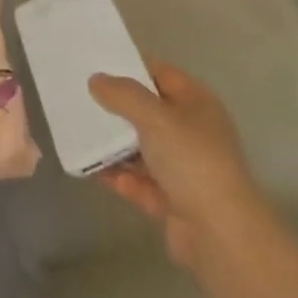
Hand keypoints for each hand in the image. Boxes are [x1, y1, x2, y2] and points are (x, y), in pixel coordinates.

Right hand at [88, 60, 265, 273]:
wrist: (220, 235)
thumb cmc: (192, 161)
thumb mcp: (154, 117)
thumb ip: (123, 95)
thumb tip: (96, 79)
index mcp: (197, 103)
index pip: (160, 74)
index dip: (130, 66)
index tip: (95, 62)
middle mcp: (192, 132)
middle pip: (149, 112)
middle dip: (116, 106)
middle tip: (79, 96)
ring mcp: (184, 169)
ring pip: (142, 148)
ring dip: (113, 143)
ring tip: (77, 130)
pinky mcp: (172, 201)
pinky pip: (138, 181)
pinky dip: (117, 176)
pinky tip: (89, 169)